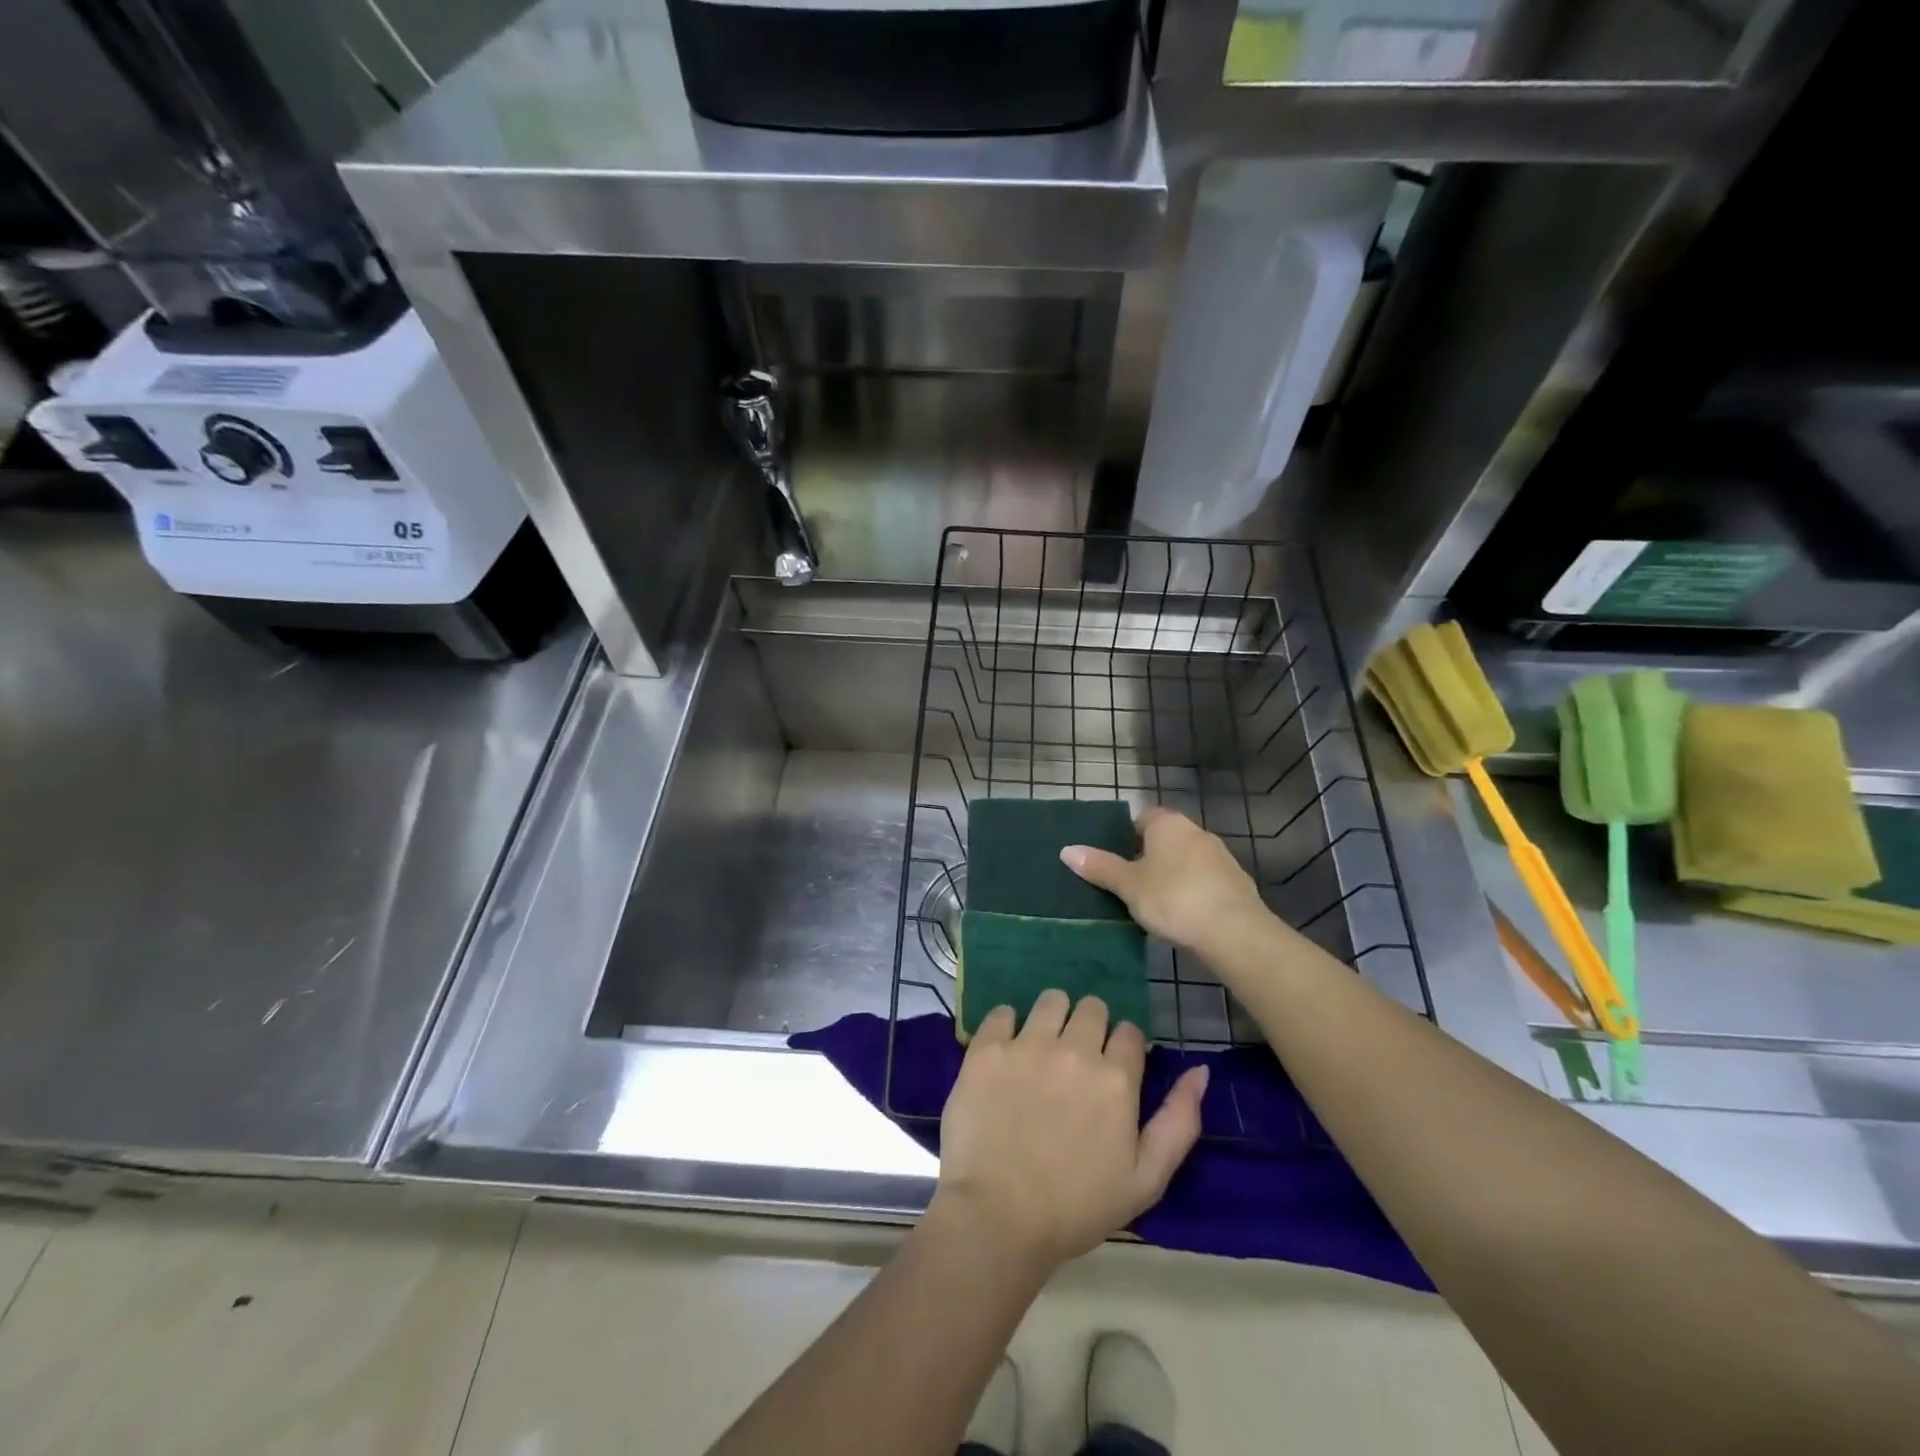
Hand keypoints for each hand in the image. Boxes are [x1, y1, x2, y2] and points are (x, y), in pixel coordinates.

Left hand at [933, 991, 1207, 1270]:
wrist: (998, 1218)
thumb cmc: (1077, 1207)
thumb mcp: (1146, 1180)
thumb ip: (1179, 1121)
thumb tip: (1200, 1071)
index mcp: (1116, 1079)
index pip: (1130, 1032)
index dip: (1123, 1048)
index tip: (1111, 1069)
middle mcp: (1074, 1050)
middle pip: (1092, 1008)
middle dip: (1090, 1026)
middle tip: (1076, 1058)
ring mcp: (1027, 1045)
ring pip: (1051, 1000)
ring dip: (1053, 1016)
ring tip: (1042, 1047)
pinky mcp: (987, 1049)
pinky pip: (1002, 1012)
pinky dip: (1007, 1025)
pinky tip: (1006, 1052)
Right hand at [1061, 807, 1268, 956]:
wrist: (1234, 931)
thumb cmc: (1173, 898)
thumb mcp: (1128, 885)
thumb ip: (1099, 867)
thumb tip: (1067, 850)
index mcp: (1168, 824)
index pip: (1142, 817)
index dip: (1125, 835)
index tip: (1114, 859)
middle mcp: (1196, 831)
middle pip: (1164, 839)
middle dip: (1147, 857)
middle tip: (1127, 883)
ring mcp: (1220, 856)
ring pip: (1185, 860)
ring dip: (1171, 875)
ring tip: (1152, 903)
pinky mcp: (1236, 882)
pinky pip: (1204, 881)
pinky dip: (1191, 892)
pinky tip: (1182, 915)